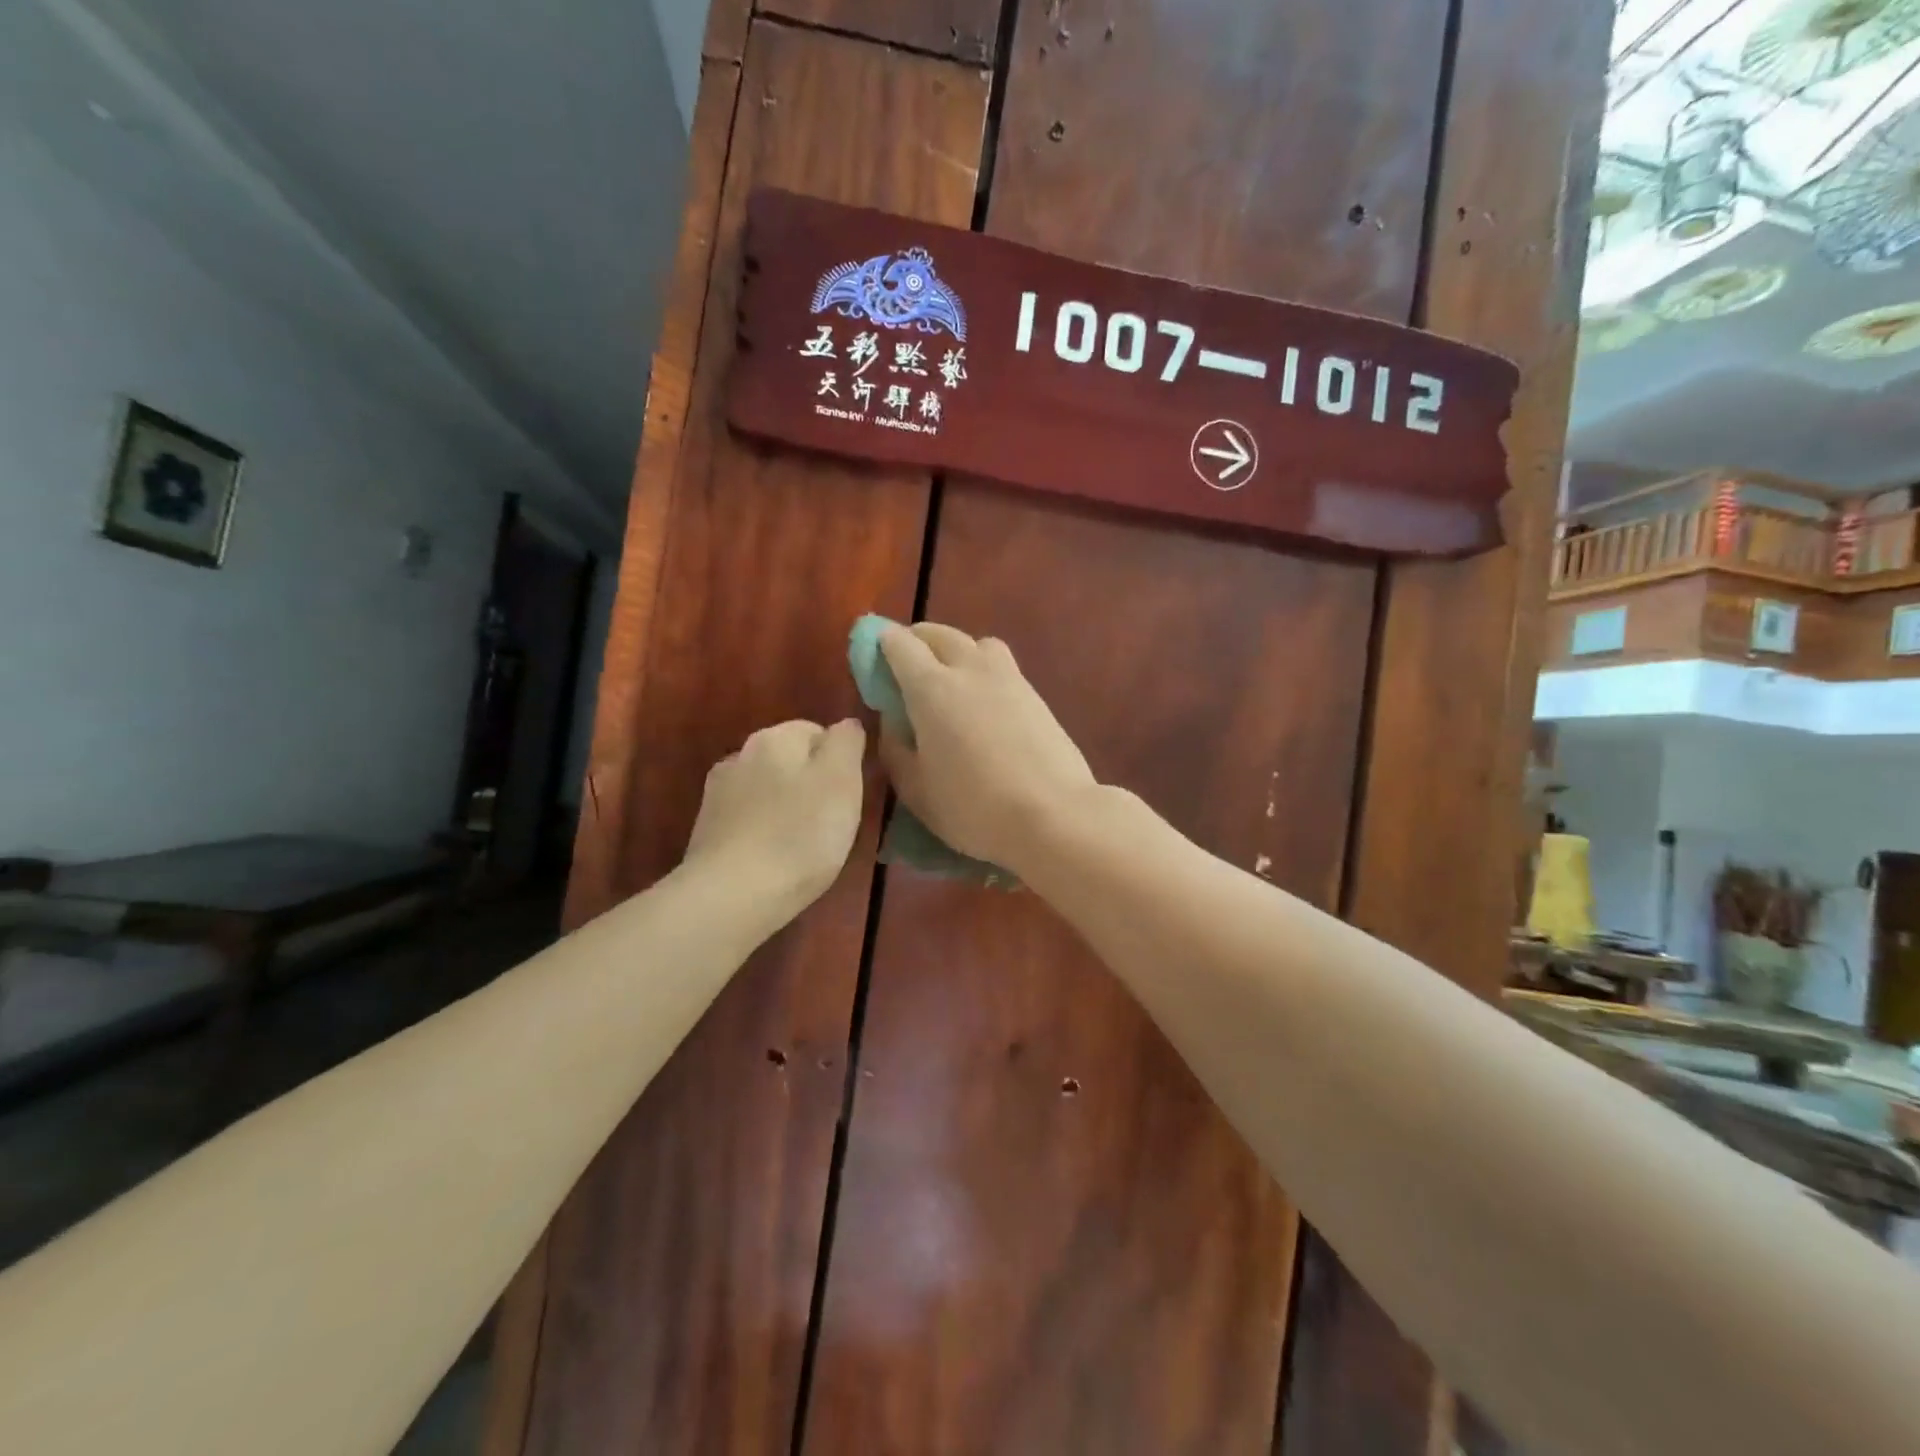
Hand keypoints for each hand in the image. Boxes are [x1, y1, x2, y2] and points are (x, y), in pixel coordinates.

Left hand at [684, 719, 866, 912]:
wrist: (732, 896)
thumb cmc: (799, 835)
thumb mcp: (842, 781)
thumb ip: (846, 743)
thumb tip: (846, 725)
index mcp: (775, 737)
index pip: (818, 732)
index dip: (839, 763)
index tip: (847, 798)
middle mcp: (740, 754)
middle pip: (790, 761)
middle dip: (811, 785)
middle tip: (830, 824)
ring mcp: (717, 793)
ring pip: (767, 790)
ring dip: (785, 807)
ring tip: (801, 846)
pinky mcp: (706, 829)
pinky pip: (748, 819)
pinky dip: (763, 831)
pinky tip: (773, 858)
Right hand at [878, 623, 1096, 870]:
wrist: (1053, 815)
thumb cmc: (973, 807)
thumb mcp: (916, 789)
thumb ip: (895, 748)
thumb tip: (892, 720)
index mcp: (931, 687)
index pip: (900, 645)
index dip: (881, 643)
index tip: (872, 654)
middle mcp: (969, 669)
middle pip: (939, 634)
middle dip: (917, 639)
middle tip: (905, 662)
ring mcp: (1008, 677)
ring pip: (977, 643)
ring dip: (956, 649)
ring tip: (950, 677)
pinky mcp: (1036, 694)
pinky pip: (1001, 665)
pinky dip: (983, 669)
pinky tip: (982, 701)